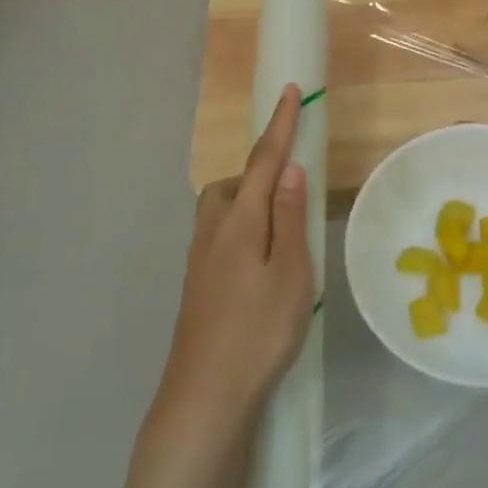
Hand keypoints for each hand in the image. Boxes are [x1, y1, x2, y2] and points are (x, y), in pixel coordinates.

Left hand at [155, 84, 313, 433]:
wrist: (204, 397)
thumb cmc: (258, 331)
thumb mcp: (291, 273)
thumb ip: (290, 218)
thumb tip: (289, 169)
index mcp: (239, 222)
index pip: (263, 161)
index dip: (279, 125)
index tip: (288, 90)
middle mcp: (212, 232)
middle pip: (233, 184)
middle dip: (258, 173)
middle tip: (290, 193)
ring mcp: (199, 260)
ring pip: (222, 211)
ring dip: (248, 203)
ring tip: (279, 231)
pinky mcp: (196, 285)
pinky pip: (219, 236)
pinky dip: (241, 230)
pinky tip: (258, 264)